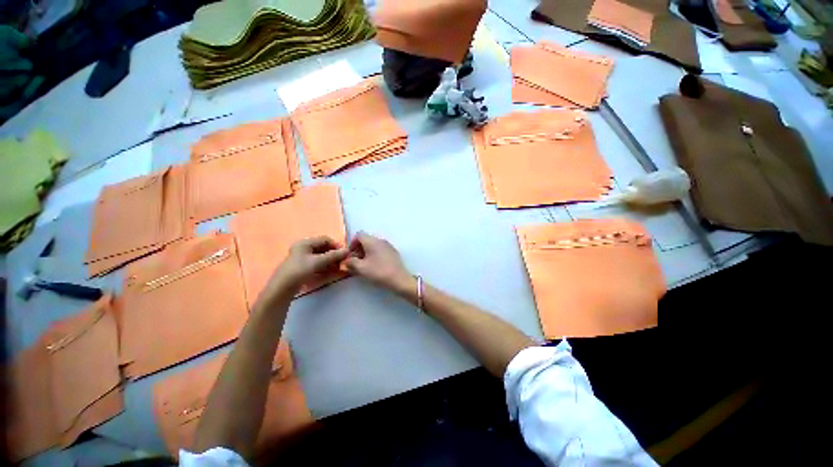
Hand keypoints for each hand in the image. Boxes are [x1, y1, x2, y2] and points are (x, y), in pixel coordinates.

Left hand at [266, 236, 348, 297]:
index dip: (336, 245)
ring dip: (331, 261)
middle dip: (334, 254)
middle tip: (342, 262)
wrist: (283, 287)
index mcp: (305, 243)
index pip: (325, 239)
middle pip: (323, 248)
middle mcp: (304, 248)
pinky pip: (317, 263)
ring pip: (321, 256)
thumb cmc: (300, 270)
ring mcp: (302, 257)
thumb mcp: (318, 262)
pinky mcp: (302, 266)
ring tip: (338, 267)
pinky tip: (331, 271)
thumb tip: (347, 250)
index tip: (344, 254)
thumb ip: (334, 255)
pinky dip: (325, 266)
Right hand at [346, 232, 411, 292]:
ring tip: (364, 265)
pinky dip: (374, 255)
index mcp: (372, 241)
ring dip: (366, 253)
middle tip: (355, 261)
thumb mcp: (361, 268)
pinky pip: (380, 250)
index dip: (352, 243)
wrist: (399, 279)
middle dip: (358, 249)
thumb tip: (347, 260)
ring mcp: (388, 246)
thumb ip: (351, 262)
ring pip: (374, 245)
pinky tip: (374, 266)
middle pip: (366, 240)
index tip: (349, 254)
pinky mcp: (393, 253)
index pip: (359, 235)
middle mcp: (381, 240)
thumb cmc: (378, 271)